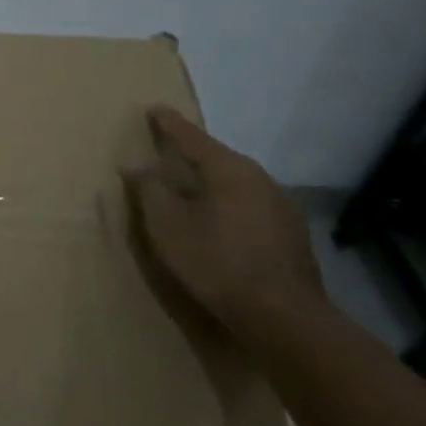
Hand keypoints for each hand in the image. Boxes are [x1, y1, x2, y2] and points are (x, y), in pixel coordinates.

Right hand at [121, 106, 328, 346]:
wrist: (283, 317)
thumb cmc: (216, 262)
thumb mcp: (167, 225)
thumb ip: (149, 189)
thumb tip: (135, 163)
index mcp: (228, 169)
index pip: (191, 136)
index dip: (169, 123)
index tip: (153, 108)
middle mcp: (259, 178)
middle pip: (216, 158)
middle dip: (191, 153)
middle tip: (166, 150)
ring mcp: (281, 207)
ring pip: (235, 183)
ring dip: (210, 182)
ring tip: (188, 189)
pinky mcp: (290, 235)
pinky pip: (248, 205)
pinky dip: (227, 205)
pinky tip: (217, 222)